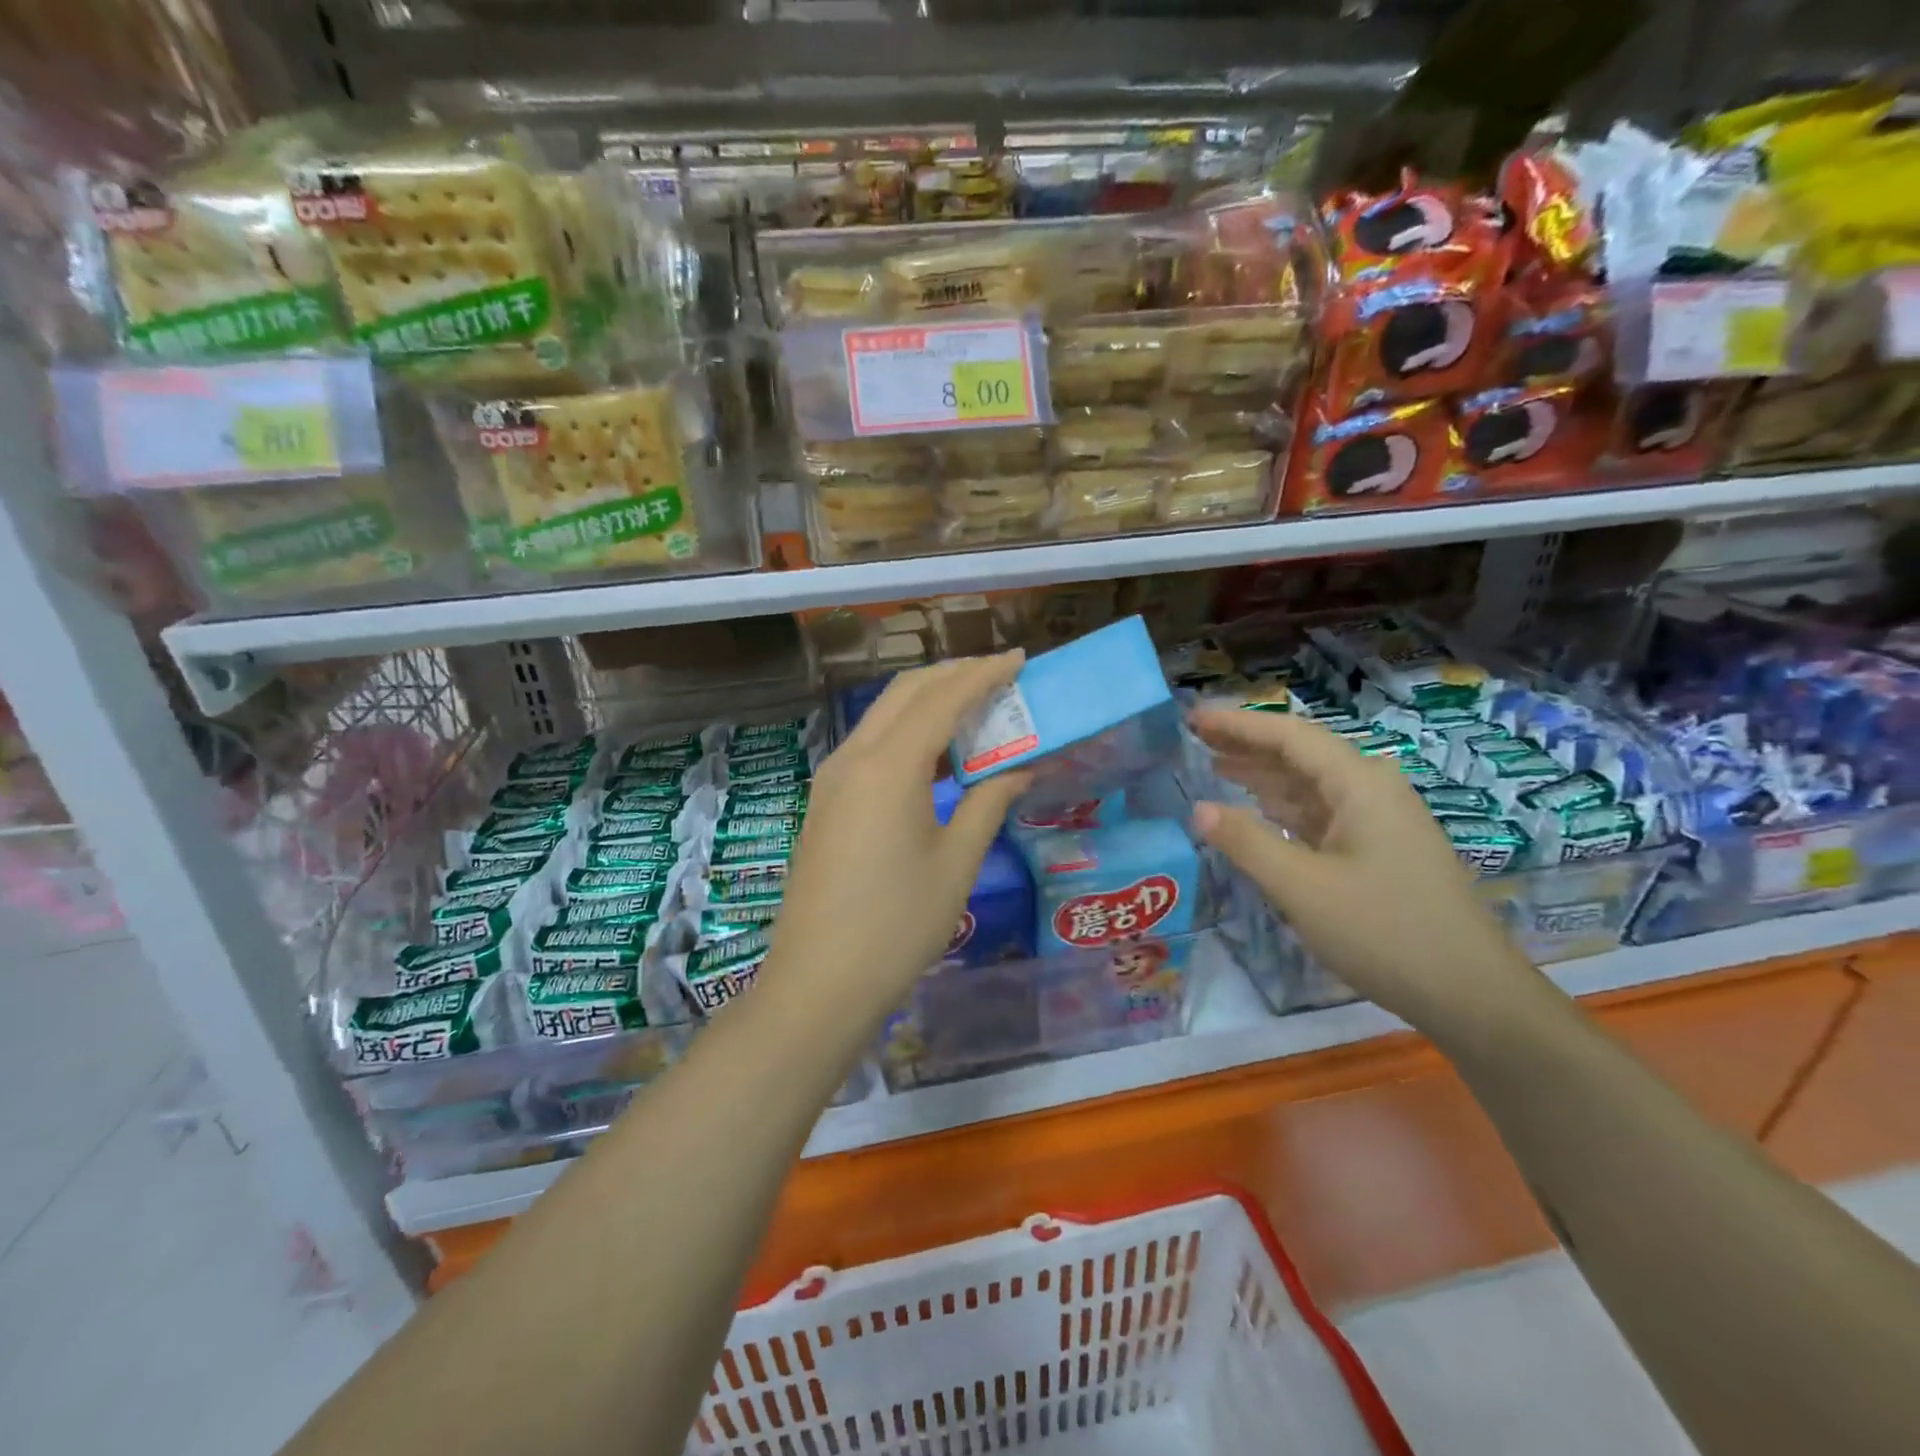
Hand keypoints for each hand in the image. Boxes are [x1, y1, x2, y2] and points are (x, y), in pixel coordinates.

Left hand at [765, 654, 1033, 1026]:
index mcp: (889, 766)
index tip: (1018, 660)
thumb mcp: (956, 863)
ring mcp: (831, 778)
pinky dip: (906, 732)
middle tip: (998, 677)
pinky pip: (869, 745)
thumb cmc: (898, 926)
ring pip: (883, 715)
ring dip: (927, 702)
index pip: (942, 699)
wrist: (819, 982)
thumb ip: (989, 803)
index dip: (983, 674)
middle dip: (952, 676)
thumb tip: (1021, 766)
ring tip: (973, 708)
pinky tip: (934, 754)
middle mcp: (853, 757)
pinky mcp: (825, 801)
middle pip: (905, 693)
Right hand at [1189, 706, 1536, 1037]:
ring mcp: (1378, 820)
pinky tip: (1257, 810)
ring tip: (1214, 766)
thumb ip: (1247, 843)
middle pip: (1300, 754)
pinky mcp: (1378, 849)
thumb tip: (1199, 809)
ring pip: (1310, 785)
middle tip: (1194, 739)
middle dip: (1246, 745)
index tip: (1193, 718)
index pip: (1289, 735)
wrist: (1470, 993)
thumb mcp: (1302, 888)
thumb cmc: (1385, 932)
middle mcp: (1371, 789)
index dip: (1237, 724)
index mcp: (1359, 784)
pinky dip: (1283, 807)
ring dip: (1263, 775)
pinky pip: (1321, 813)